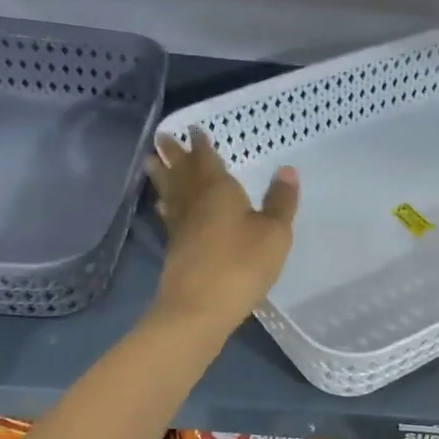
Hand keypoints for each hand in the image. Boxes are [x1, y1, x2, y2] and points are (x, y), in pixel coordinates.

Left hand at [145, 128, 297, 332]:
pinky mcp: (175, 249)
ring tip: (150, 161)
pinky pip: (170, 216)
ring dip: (162, 175)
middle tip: (161, 137)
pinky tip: (164, 207)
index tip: (194, 130)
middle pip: (183, 173)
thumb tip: (287, 170)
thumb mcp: (274, 233)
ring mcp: (181, 227)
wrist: (199, 308)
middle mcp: (195, 203)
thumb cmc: (241, 265)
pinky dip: (166, 205)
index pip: (207, 160)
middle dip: (174, 154)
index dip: (201, 145)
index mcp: (218, 191)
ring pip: (171, 192)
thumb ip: (280, 202)